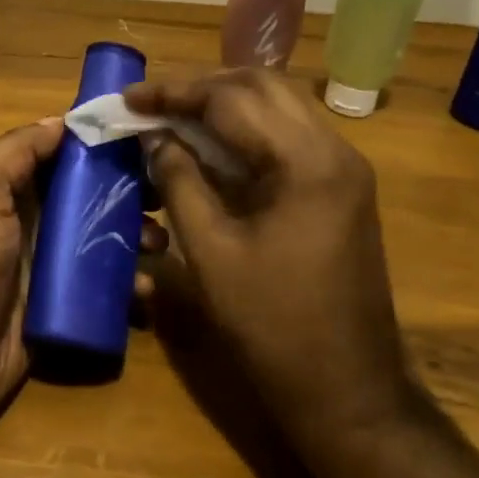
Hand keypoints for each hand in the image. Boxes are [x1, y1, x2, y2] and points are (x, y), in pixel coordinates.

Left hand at [0, 117, 166, 440]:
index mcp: (10, 194)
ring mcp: (48, 272)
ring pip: (103, 247)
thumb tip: (61, 121)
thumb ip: (16, 152)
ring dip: (135, 241)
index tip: (144, 139)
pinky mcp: (62, 313)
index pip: (63, 160)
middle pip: (90, 202)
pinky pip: (103, 295)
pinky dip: (127, 290)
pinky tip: (144, 292)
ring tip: (158, 245)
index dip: (100, 148)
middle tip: (164, 197)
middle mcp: (32, 227)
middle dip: (129, 196)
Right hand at [125, 71, 412, 447]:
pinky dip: (247, 131)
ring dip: (226, 104)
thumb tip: (155, 137)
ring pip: (280, 106)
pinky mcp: (341, 189)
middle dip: (202, 87)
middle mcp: (334, 151)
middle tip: (153, 104)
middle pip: (263, 86)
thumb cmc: (273, 326)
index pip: (232, 100)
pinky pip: (289, 137)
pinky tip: (212, 149)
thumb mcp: (211, 252)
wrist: (349, 390)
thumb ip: (180, 181)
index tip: (129, 99)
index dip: (174, 94)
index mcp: (306, 163)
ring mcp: (344, 169)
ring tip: (174, 118)